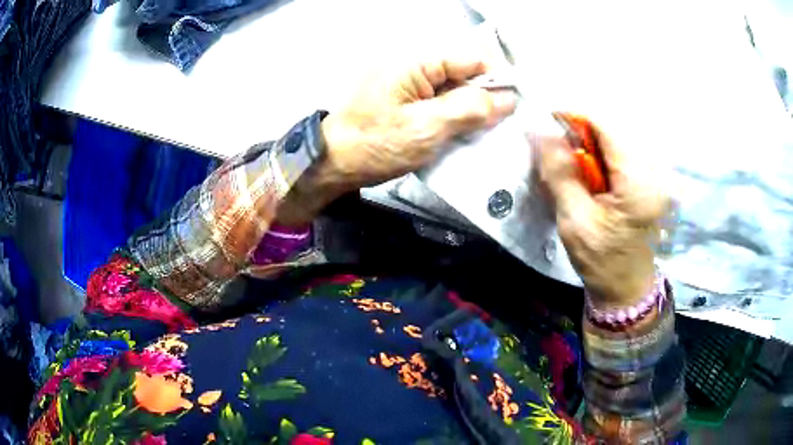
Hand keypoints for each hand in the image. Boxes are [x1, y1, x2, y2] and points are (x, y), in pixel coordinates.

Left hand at [276, 57, 516, 225]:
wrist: (333, 164)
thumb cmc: (375, 144)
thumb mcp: (427, 128)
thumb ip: (469, 109)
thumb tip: (507, 99)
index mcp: (417, 62)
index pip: (470, 59)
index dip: (496, 79)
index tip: (512, 107)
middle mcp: (414, 66)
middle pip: (463, 74)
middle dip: (483, 98)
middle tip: (496, 128)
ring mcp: (409, 85)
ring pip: (454, 91)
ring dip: (469, 111)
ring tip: (480, 135)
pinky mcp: (406, 102)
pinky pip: (440, 104)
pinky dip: (453, 118)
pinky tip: (460, 136)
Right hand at [536, 120, 671, 308]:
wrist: (626, 289)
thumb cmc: (602, 262)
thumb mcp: (574, 221)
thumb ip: (560, 173)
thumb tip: (539, 132)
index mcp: (638, 181)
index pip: (606, 126)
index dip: (574, 118)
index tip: (548, 124)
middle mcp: (652, 171)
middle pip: (611, 131)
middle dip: (580, 136)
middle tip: (558, 154)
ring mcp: (654, 175)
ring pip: (615, 142)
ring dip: (589, 148)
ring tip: (573, 169)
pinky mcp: (649, 181)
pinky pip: (621, 155)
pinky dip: (600, 159)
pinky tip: (590, 177)